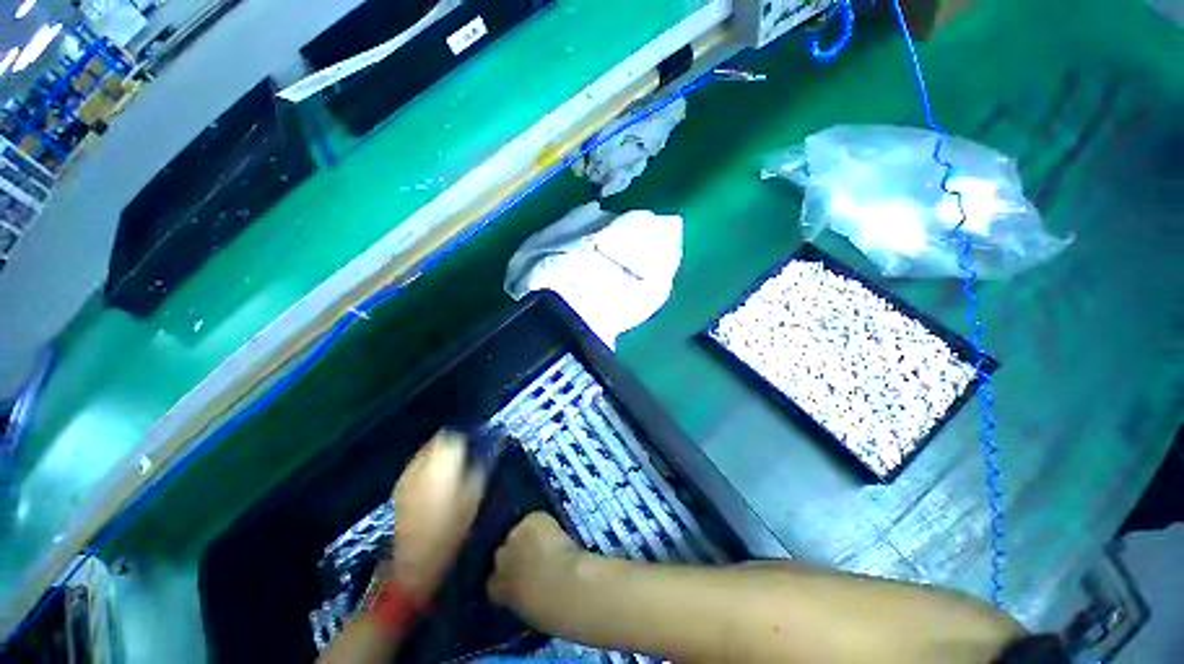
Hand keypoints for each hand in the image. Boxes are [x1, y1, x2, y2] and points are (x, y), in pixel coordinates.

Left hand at [390, 431, 484, 601]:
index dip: (469, 437)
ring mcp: (408, 473)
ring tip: (453, 469)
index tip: (479, 445)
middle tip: (468, 457)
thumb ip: (483, 464)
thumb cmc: (452, 525)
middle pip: (439, 440)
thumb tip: (491, 447)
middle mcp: (422, 460)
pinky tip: (435, 483)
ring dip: (440, 455)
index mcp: (443, 458)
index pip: (456, 434)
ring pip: (427, 452)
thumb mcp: (476, 493)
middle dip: (454, 443)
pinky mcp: (399, 486)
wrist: (415, 558)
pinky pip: (417, 466)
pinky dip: (428, 467)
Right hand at [488, 512, 585, 627]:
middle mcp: (499, 559)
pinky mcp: (531, 519)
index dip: (507, 577)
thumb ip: (518, 598)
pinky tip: (554, 530)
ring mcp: (514, 535)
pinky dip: (544, 523)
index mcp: (495, 588)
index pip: (493, 580)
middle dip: (515, 555)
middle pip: (503, 551)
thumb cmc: (549, 609)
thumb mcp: (526, 612)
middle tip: (532, 558)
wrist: (564, 585)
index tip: (519, 578)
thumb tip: (525, 592)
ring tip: (544, 543)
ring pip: (519, 532)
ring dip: (528, 537)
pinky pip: (536, 519)